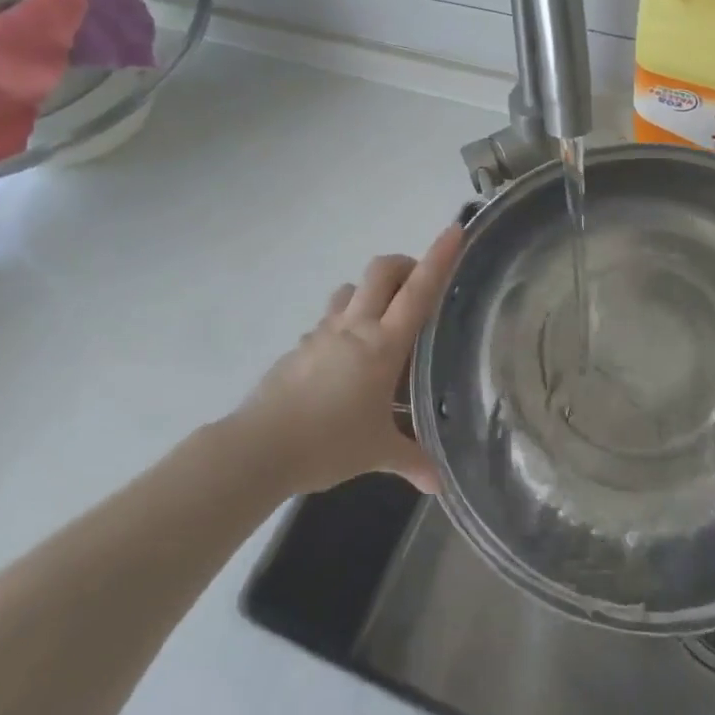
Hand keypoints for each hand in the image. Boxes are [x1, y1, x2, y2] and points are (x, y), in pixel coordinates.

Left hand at [234, 225, 460, 495]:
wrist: (260, 447)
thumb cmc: (328, 443)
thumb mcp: (377, 452)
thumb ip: (411, 460)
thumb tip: (439, 484)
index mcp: (383, 345)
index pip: (418, 291)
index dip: (439, 257)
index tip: (454, 229)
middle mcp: (355, 328)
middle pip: (381, 271)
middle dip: (404, 264)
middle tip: (418, 283)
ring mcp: (323, 333)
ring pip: (350, 289)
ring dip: (370, 292)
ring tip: (382, 320)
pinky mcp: (300, 347)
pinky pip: (327, 320)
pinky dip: (343, 324)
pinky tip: (345, 359)